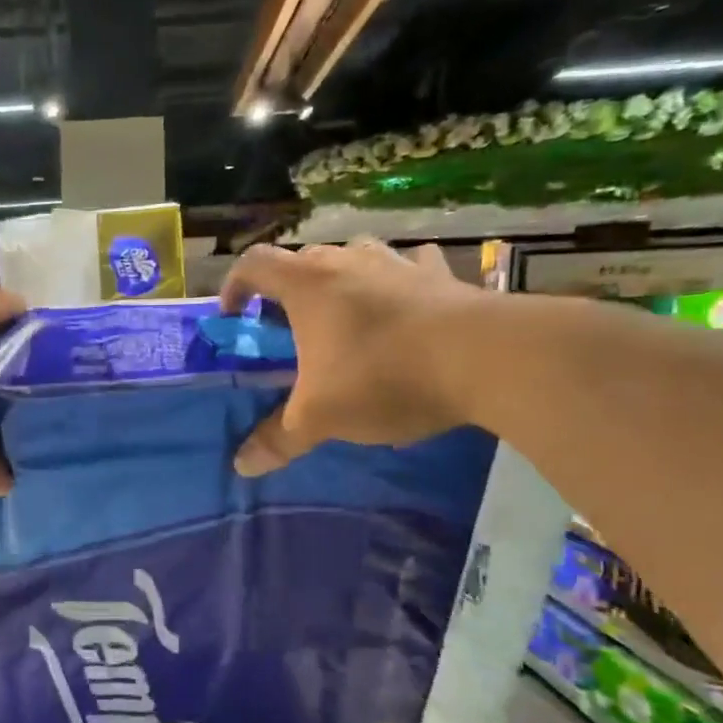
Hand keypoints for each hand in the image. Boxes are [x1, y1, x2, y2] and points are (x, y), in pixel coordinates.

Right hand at [220, 239, 483, 474]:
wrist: (488, 358)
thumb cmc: (383, 377)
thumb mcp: (320, 418)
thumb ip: (278, 439)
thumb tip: (241, 466)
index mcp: (308, 285)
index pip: (254, 264)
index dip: (234, 287)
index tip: (234, 318)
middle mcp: (348, 261)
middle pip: (302, 260)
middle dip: (287, 291)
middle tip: (289, 329)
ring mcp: (399, 263)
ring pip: (355, 256)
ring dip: (341, 280)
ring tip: (344, 317)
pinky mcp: (442, 275)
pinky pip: (410, 268)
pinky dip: (398, 282)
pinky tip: (404, 304)